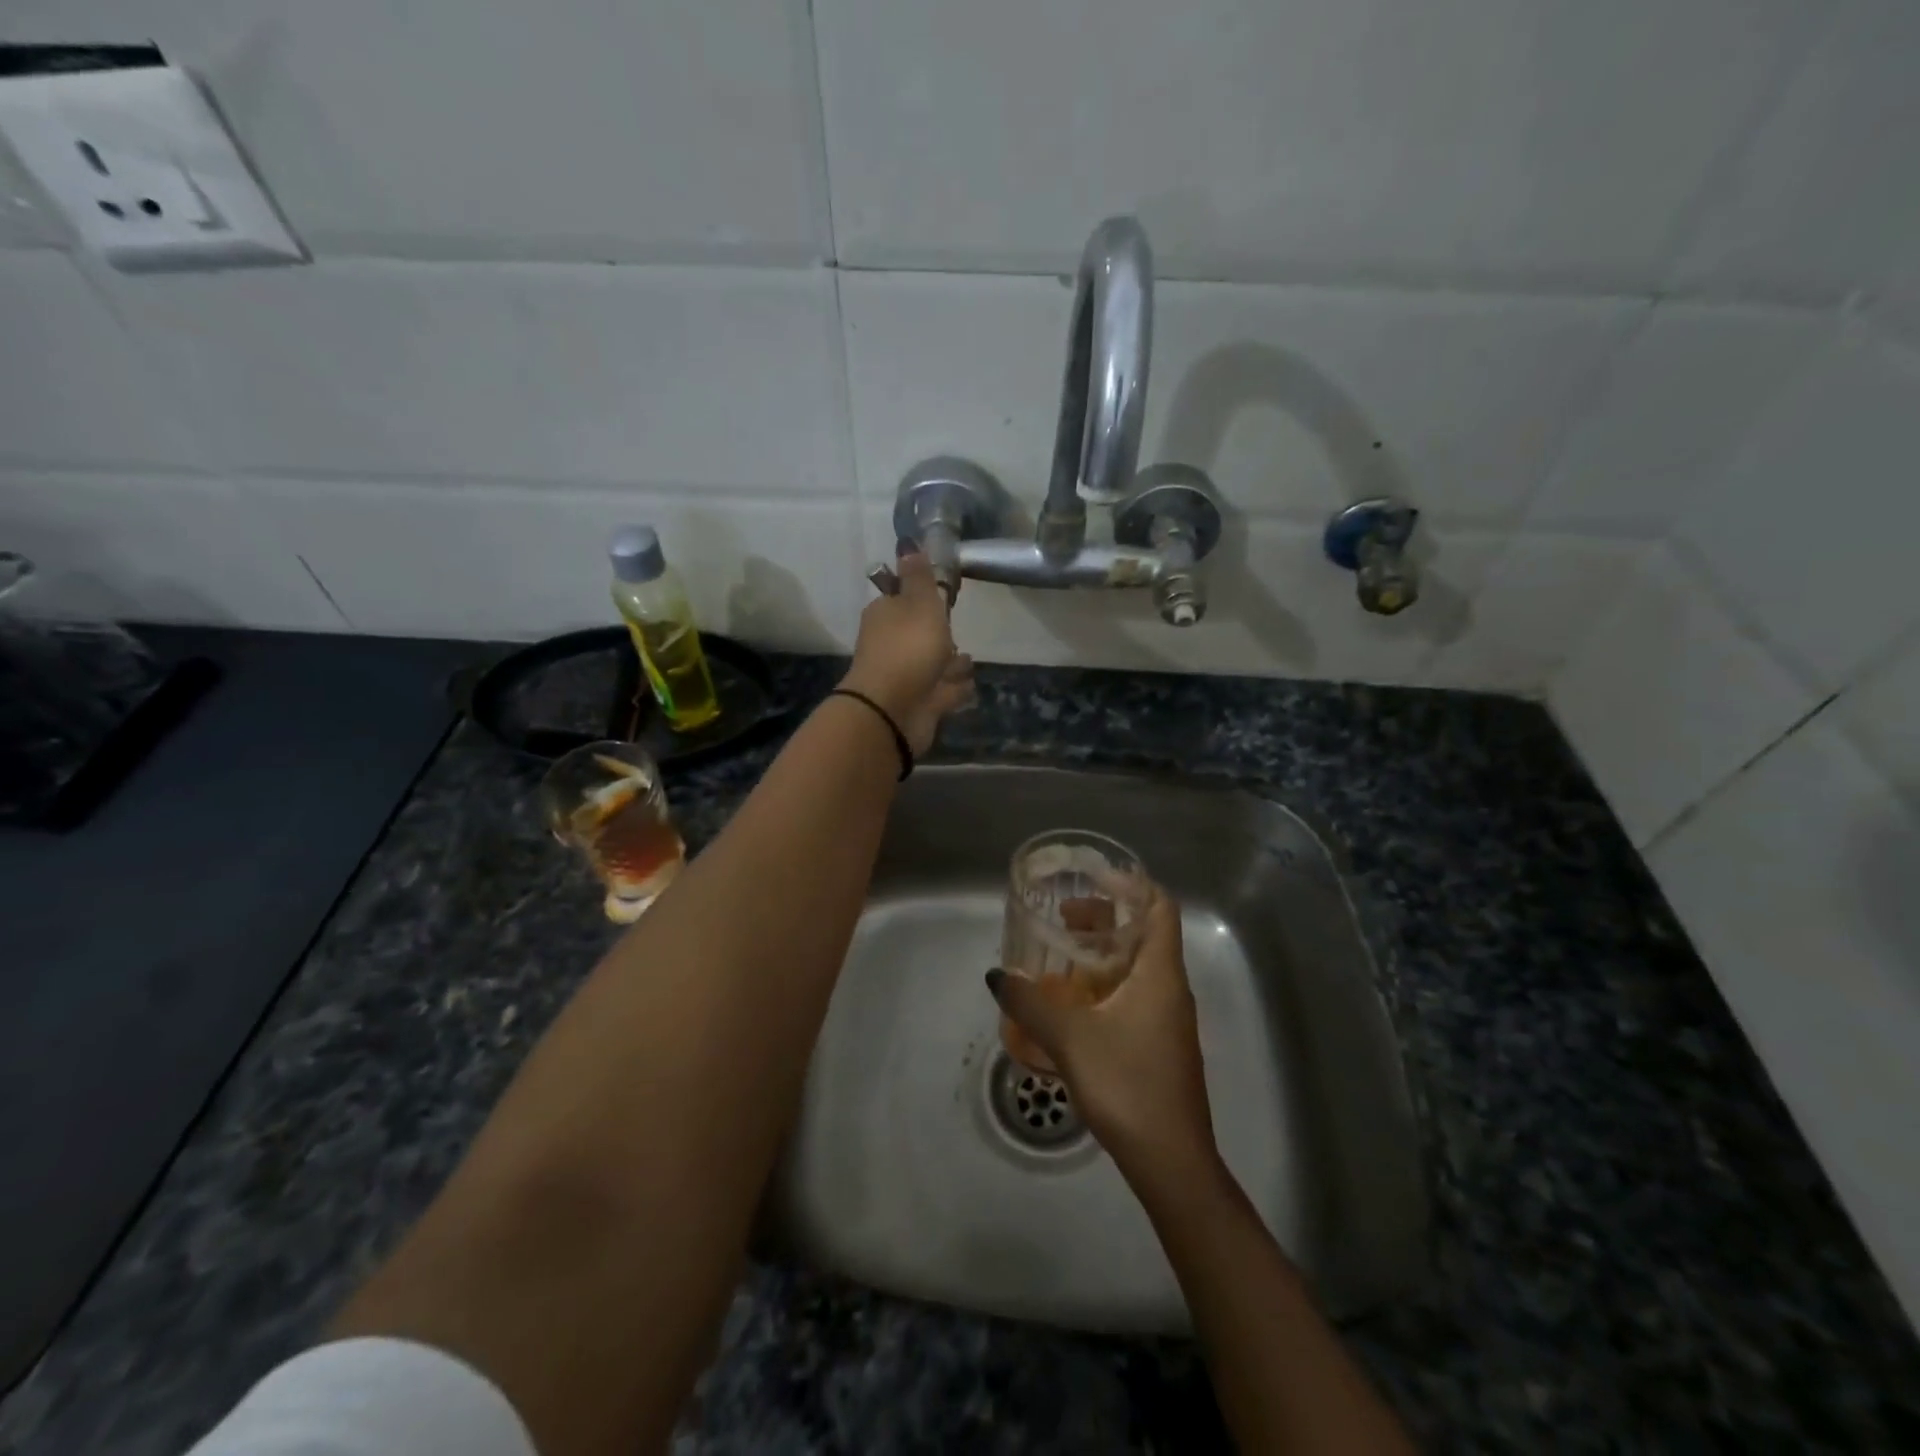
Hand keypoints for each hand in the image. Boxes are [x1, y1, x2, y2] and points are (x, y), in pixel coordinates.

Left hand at [839, 550, 972, 755]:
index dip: (924, 598)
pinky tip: (965, 686)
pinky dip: (953, 689)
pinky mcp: (921, 703)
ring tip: (966, 663)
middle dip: (939, 635)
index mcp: (886, 615)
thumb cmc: (908, 649)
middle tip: (956, 634)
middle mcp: (892, 645)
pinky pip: (942, 691)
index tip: (944, 598)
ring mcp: (906, 676)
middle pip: (920, 634)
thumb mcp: (919, 603)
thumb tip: (907, 544)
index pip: (905, 600)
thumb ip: (919, 577)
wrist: (894, 710)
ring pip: (933, 664)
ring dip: (950, 664)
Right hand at [986, 885, 1218, 1185]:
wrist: (1171, 1162)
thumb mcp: (1070, 1039)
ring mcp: (1169, 1019)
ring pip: (1139, 967)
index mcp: (1160, 973)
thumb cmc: (1127, 1085)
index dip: (1132, 884)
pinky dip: (1108, 985)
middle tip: (1064, 919)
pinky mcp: (1161, 1044)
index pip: (1160, 906)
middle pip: (1146, 933)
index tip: (1092, 879)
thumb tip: (996, 975)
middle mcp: (1171, 988)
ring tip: (1062, 957)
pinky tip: (1075, 1005)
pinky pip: (1136, 995)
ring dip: (1104, 954)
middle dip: (1106, 918)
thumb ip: (1030, 1002)